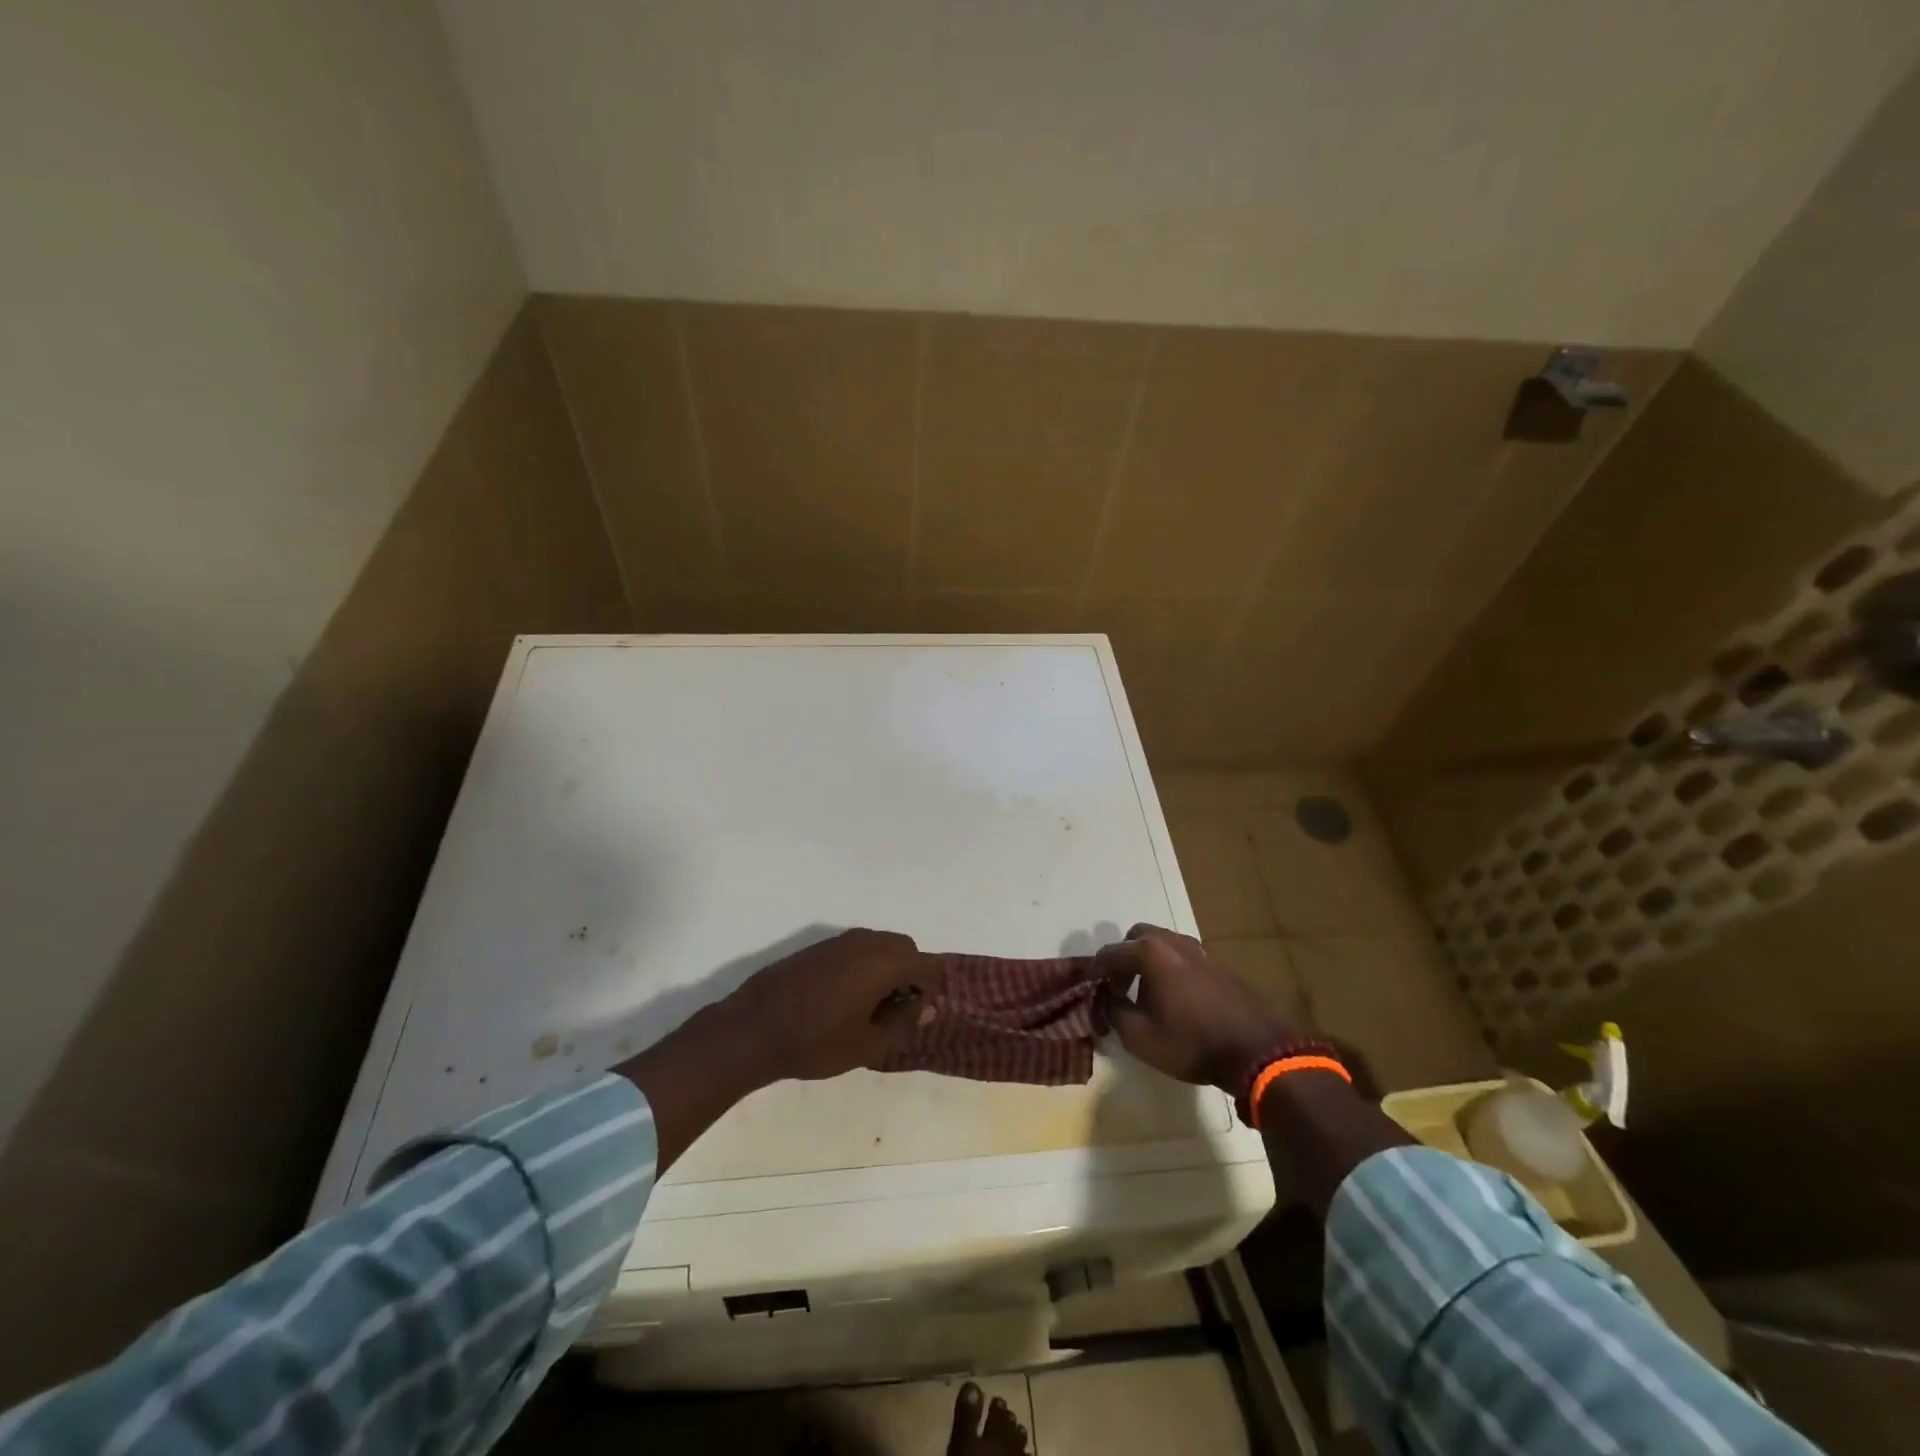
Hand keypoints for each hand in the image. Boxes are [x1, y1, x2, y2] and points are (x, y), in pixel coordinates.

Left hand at [724, 928, 944, 1082]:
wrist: (752, 1029)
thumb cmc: (815, 1042)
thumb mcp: (867, 1044)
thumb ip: (903, 1022)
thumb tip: (927, 1007)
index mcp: (883, 962)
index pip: (927, 965)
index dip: (932, 989)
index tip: (920, 1014)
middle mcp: (865, 942)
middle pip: (905, 948)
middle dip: (911, 974)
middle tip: (898, 1010)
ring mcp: (839, 941)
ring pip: (880, 945)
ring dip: (887, 968)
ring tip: (872, 1006)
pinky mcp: (818, 947)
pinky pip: (857, 948)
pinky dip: (865, 965)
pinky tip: (846, 997)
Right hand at [1095, 923, 1293, 1089]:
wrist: (1258, 1051)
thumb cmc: (1192, 1043)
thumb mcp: (1140, 1037)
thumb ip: (1114, 1012)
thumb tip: (1107, 999)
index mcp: (1150, 952)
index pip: (1109, 953)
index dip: (1095, 972)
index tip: (1091, 991)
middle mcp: (1173, 942)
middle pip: (1137, 937)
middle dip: (1123, 958)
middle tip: (1121, 987)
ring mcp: (1200, 951)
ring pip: (1163, 944)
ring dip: (1149, 962)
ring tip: (1148, 994)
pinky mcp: (1219, 965)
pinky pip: (1183, 958)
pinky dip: (1171, 969)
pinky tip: (1177, 999)